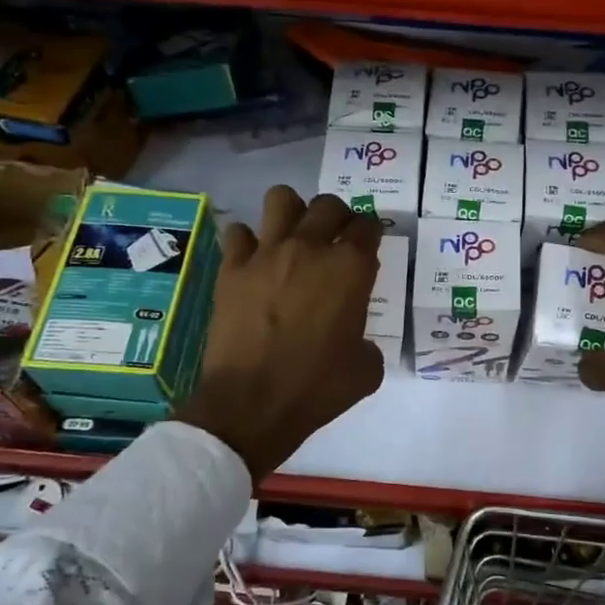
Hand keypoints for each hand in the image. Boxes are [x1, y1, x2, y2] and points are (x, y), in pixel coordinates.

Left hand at [174, 186, 384, 481]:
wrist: (252, 404)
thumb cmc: (317, 388)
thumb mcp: (366, 370)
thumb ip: (367, 342)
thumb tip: (355, 339)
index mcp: (351, 269)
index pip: (368, 227)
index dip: (372, 233)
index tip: (369, 245)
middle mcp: (310, 248)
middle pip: (329, 205)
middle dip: (338, 217)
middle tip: (335, 240)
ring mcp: (267, 254)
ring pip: (281, 199)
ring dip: (292, 212)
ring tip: (293, 236)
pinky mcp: (232, 269)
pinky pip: (238, 233)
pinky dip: (247, 241)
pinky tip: (253, 261)